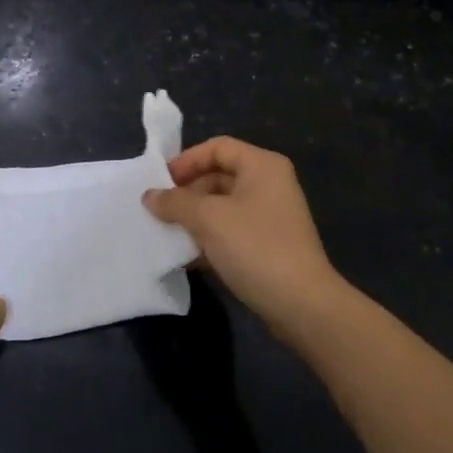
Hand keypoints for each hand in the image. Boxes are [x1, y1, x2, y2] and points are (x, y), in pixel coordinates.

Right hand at [142, 137, 345, 336]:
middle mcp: (270, 184)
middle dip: (187, 193)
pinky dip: (210, 239)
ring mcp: (272, 216)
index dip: (186, 161)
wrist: (302, 305)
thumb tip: (149, 196)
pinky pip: (232, 231)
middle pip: (219, 176)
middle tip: (160, 211)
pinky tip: (187, 258)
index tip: (160, 182)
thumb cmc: (255, 248)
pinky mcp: (270, 245)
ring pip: (224, 206)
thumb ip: (175, 202)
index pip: (217, 147)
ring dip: (195, 218)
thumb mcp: (208, 219)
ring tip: (168, 234)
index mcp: (262, 165)